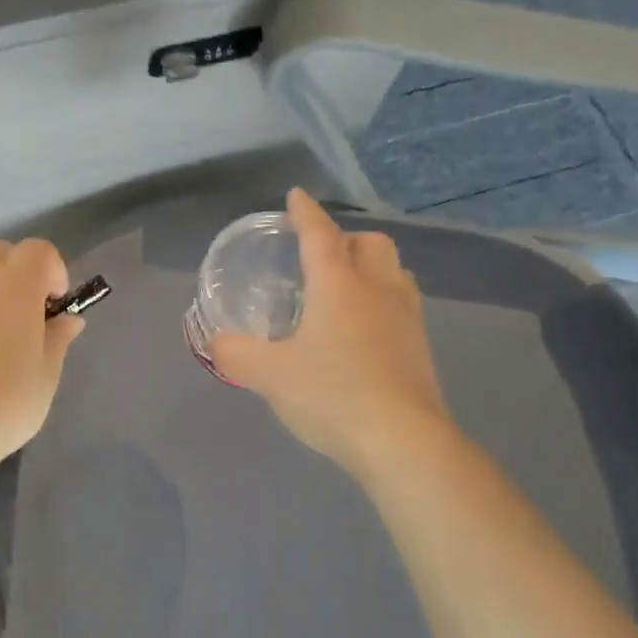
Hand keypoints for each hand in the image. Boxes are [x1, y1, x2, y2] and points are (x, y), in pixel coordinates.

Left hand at [0, 238, 85, 471]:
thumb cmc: (4, 402)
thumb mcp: (46, 374)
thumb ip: (58, 338)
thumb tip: (67, 319)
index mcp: (15, 285)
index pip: (40, 250)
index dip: (54, 272)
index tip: (55, 309)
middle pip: (2, 254)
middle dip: (20, 274)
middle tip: (27, 318)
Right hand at [211, 188, 449, 471]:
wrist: (403, 441)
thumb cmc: (332, 394)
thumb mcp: (269, 375)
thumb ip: (236, 354)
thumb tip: (217, 343)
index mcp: (338, 284)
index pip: (319, 234)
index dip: (305, 213)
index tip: (295, 196)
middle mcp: (377, 288)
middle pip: (370, 243)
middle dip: (346, 239)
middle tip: (321, 256)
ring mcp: (406, 316)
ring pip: (394, 271)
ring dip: (371, 268)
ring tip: (346, 289)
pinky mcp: (420, 346)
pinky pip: (403, 304)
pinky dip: (383, 300)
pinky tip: (364, 330)